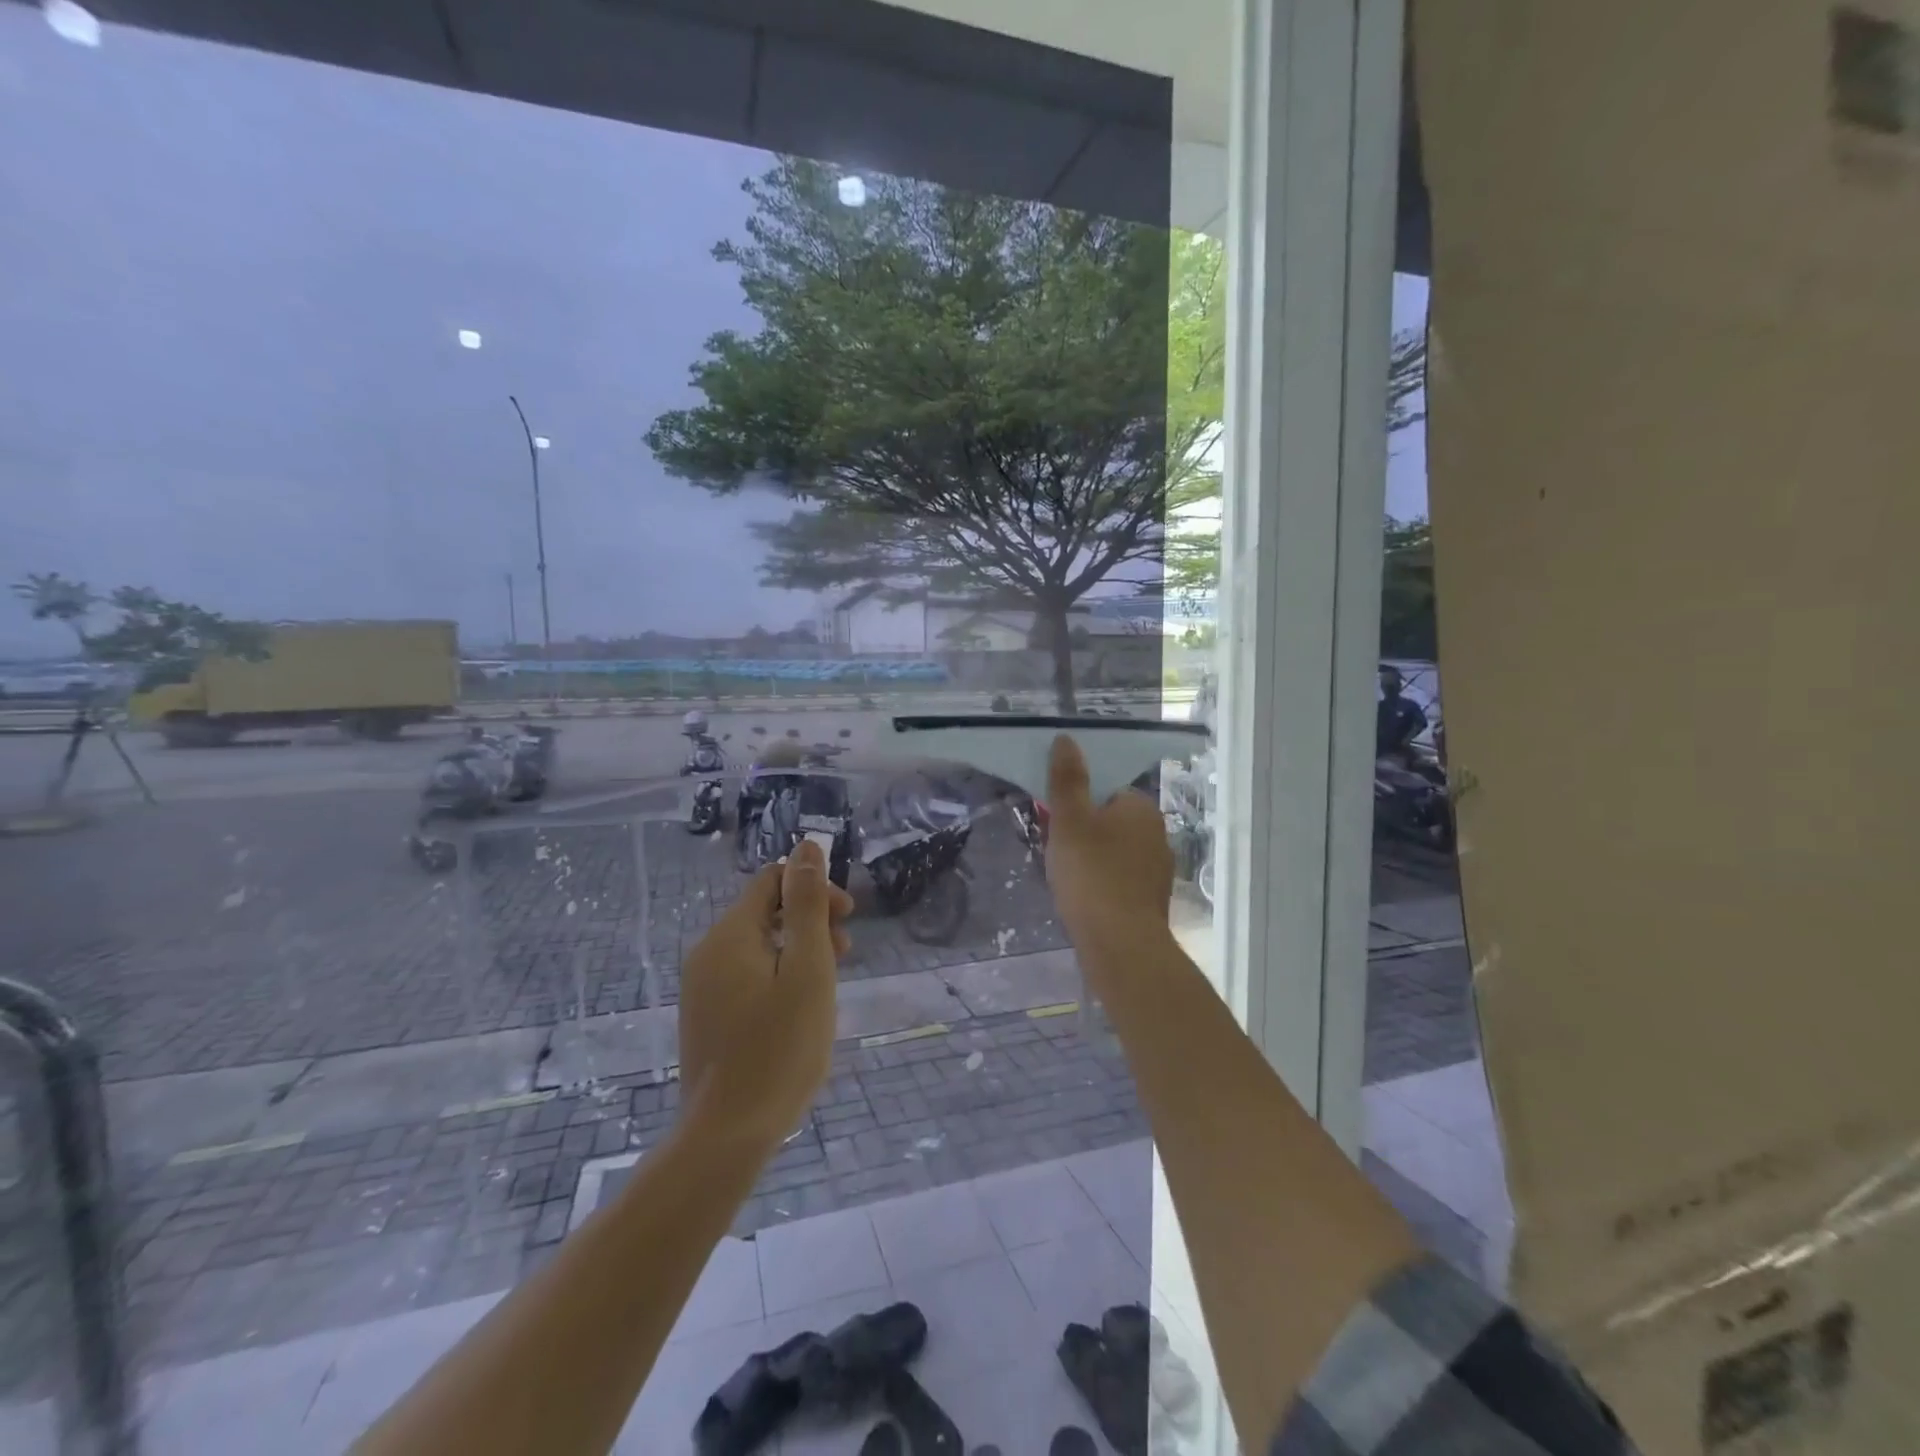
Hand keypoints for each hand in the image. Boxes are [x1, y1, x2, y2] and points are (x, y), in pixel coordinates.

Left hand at [677, 840, 853, 1149]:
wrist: (726, 1136)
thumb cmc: (779, 1048)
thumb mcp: (808, 970)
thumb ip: (807, 905)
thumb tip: (806, 846)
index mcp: (730, 935)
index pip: (772, 881)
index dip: (814, 888)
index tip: (846, 920)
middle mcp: (707, 953)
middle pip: (764, 912)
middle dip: (809, 920)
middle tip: (845, 954)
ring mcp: (702, 988)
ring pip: (758, 947)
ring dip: (797, 950)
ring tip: (828, 984)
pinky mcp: (706, 1017)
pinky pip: (746, 976)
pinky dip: (778, 977)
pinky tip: (799, 1010)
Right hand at [1044, 734, 1175, 971]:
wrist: (1121, 945)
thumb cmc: (1092, 875)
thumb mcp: (1069, 821)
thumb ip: (1068, 780)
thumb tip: (1066, 739)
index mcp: (1141, 808)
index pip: (1108, 791)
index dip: (1080, 804)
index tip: (1059, 823)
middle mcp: (1158, 833)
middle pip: (1112, 821)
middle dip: (1086, 832)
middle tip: (1058, 851)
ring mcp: (1159, 869)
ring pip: (1117, 852)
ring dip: (1095, 860)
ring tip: (1068, 878)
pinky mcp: (1153, 900)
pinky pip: (1122, 880)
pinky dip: (1104, 885)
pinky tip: (1085, 900)